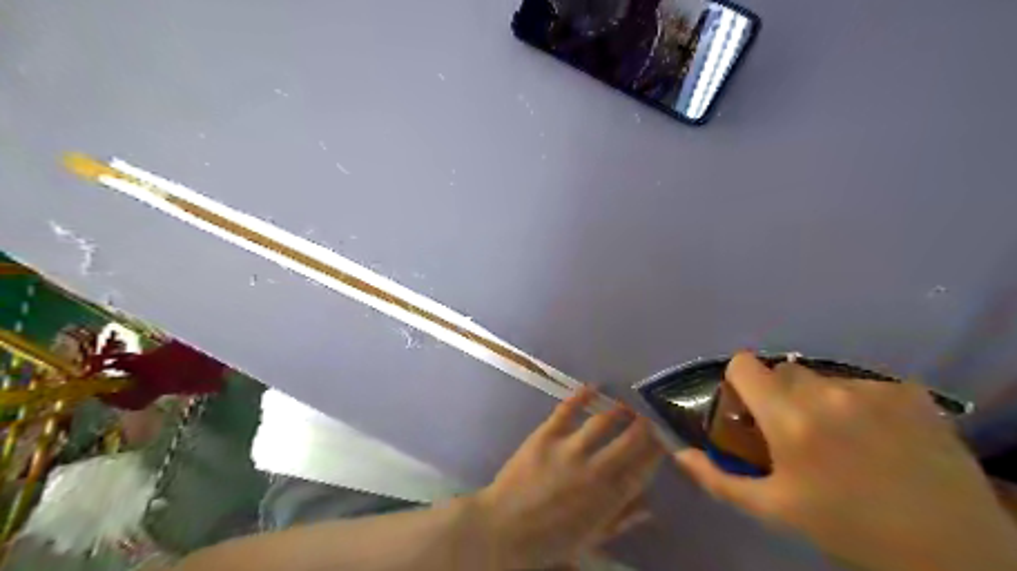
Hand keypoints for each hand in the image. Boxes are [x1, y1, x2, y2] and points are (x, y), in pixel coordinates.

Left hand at [476, 386, 664, 567]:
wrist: (504, 529)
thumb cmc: (550, 539)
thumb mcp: (591, 538)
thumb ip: (622, 520)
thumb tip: (649, 506)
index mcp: (608, 498)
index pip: (643, 469)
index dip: (656, 453)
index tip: (663, 442)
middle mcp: (595, 469)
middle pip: (629, 441)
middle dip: (644, 428)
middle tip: (648, 419)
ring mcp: (570, 449)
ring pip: (603, 421)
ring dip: (618, 411)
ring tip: (626, 406)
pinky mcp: (546, 435)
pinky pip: (567, 410)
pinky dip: (581, 396)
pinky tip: (593, 387)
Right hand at [674, 352, 1016, 570]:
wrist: (951, 552)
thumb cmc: (847, 527)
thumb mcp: (775, 510)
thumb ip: (719, 479)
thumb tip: (680, 454)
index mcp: (789, 419)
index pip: (745, 364)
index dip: (741, 382)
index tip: (751, 408)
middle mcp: (828, 393)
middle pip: (784, 370)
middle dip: (781, 394)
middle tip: (796, 431)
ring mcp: (873, 389)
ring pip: (824, 377)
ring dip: (822, 398)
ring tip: (843, 437)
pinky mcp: (911, 392)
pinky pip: (865, 384)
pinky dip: (862, 403)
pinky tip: (881, 437)